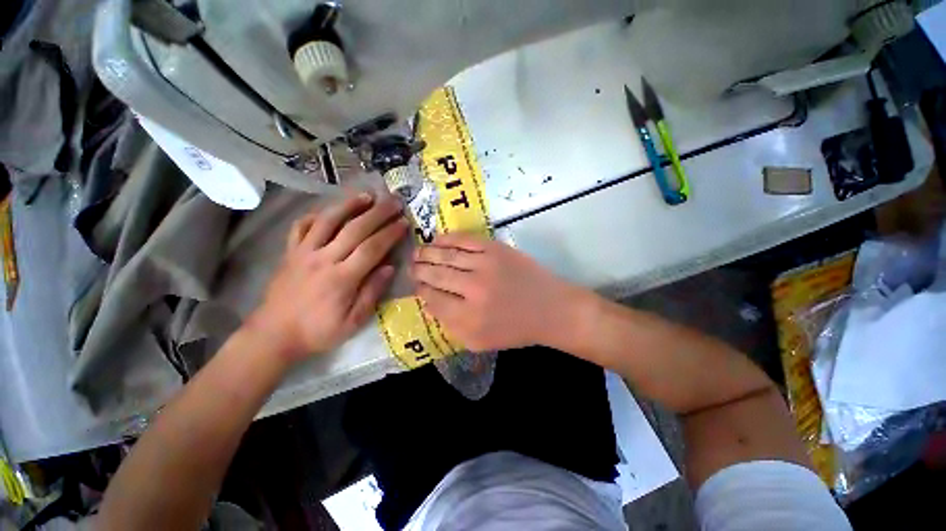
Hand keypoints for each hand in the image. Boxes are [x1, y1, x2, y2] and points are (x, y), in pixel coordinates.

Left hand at [248, 193, 408, 361]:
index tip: (403, 222)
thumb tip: (390, 268)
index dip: (390, 233)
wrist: (274, 335)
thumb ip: (372, 293)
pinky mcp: (289, 252)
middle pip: (354, 229)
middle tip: (393, 201)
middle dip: (377, 213)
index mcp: (342, 278)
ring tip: (366, 195)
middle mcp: (323, 259)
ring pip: (327, 221)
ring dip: (349, 205)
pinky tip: (328, 210)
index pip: (371, 248)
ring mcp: (303, 253)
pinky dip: (314, 215)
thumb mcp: (353, 322)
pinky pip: (300, 227)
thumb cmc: (318, 332)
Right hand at [411, 234, 585, 351]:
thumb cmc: (515, 329)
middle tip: (411, 266)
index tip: (417, 286)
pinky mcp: (496, 249)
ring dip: (427, 252)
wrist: (550, 309)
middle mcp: (473, 289)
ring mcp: (485, 265)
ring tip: (417, 252)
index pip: (432, 299)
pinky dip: (447, 239)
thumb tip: (429, 304)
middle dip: (418, 270)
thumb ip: (451, 327)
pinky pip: (464, 240)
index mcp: (468, 317)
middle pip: (435, 275)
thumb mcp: (479, 342)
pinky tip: (437, 239)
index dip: (420, 291)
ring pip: (446, 255)